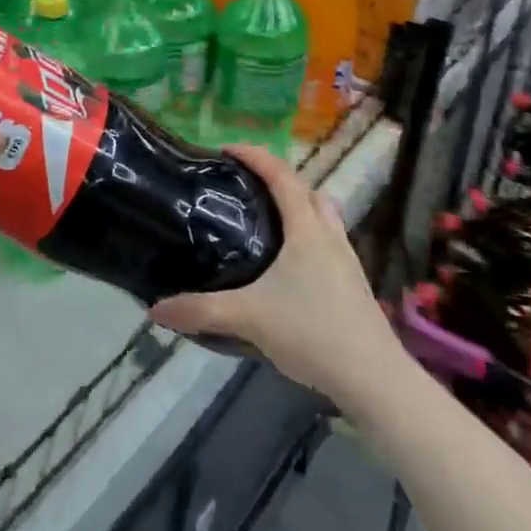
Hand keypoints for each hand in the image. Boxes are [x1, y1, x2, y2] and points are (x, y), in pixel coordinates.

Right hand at [149, 145, 403, 411]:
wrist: (376, 381)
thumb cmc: (312, 332)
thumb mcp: (248, 318)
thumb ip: (200, 311)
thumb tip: (155, 309)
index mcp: (306, 230)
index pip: (281, 176)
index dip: (255, 155)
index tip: (226, 149)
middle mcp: (329, 236)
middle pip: (307, 190)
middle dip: (277, 178)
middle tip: (245, 184)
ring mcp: (347, 262)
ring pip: (323, 216)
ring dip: (298, 206)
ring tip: (267, 219)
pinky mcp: (354, 287)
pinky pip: (328, 243)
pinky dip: (308, 237)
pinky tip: (290, 266)